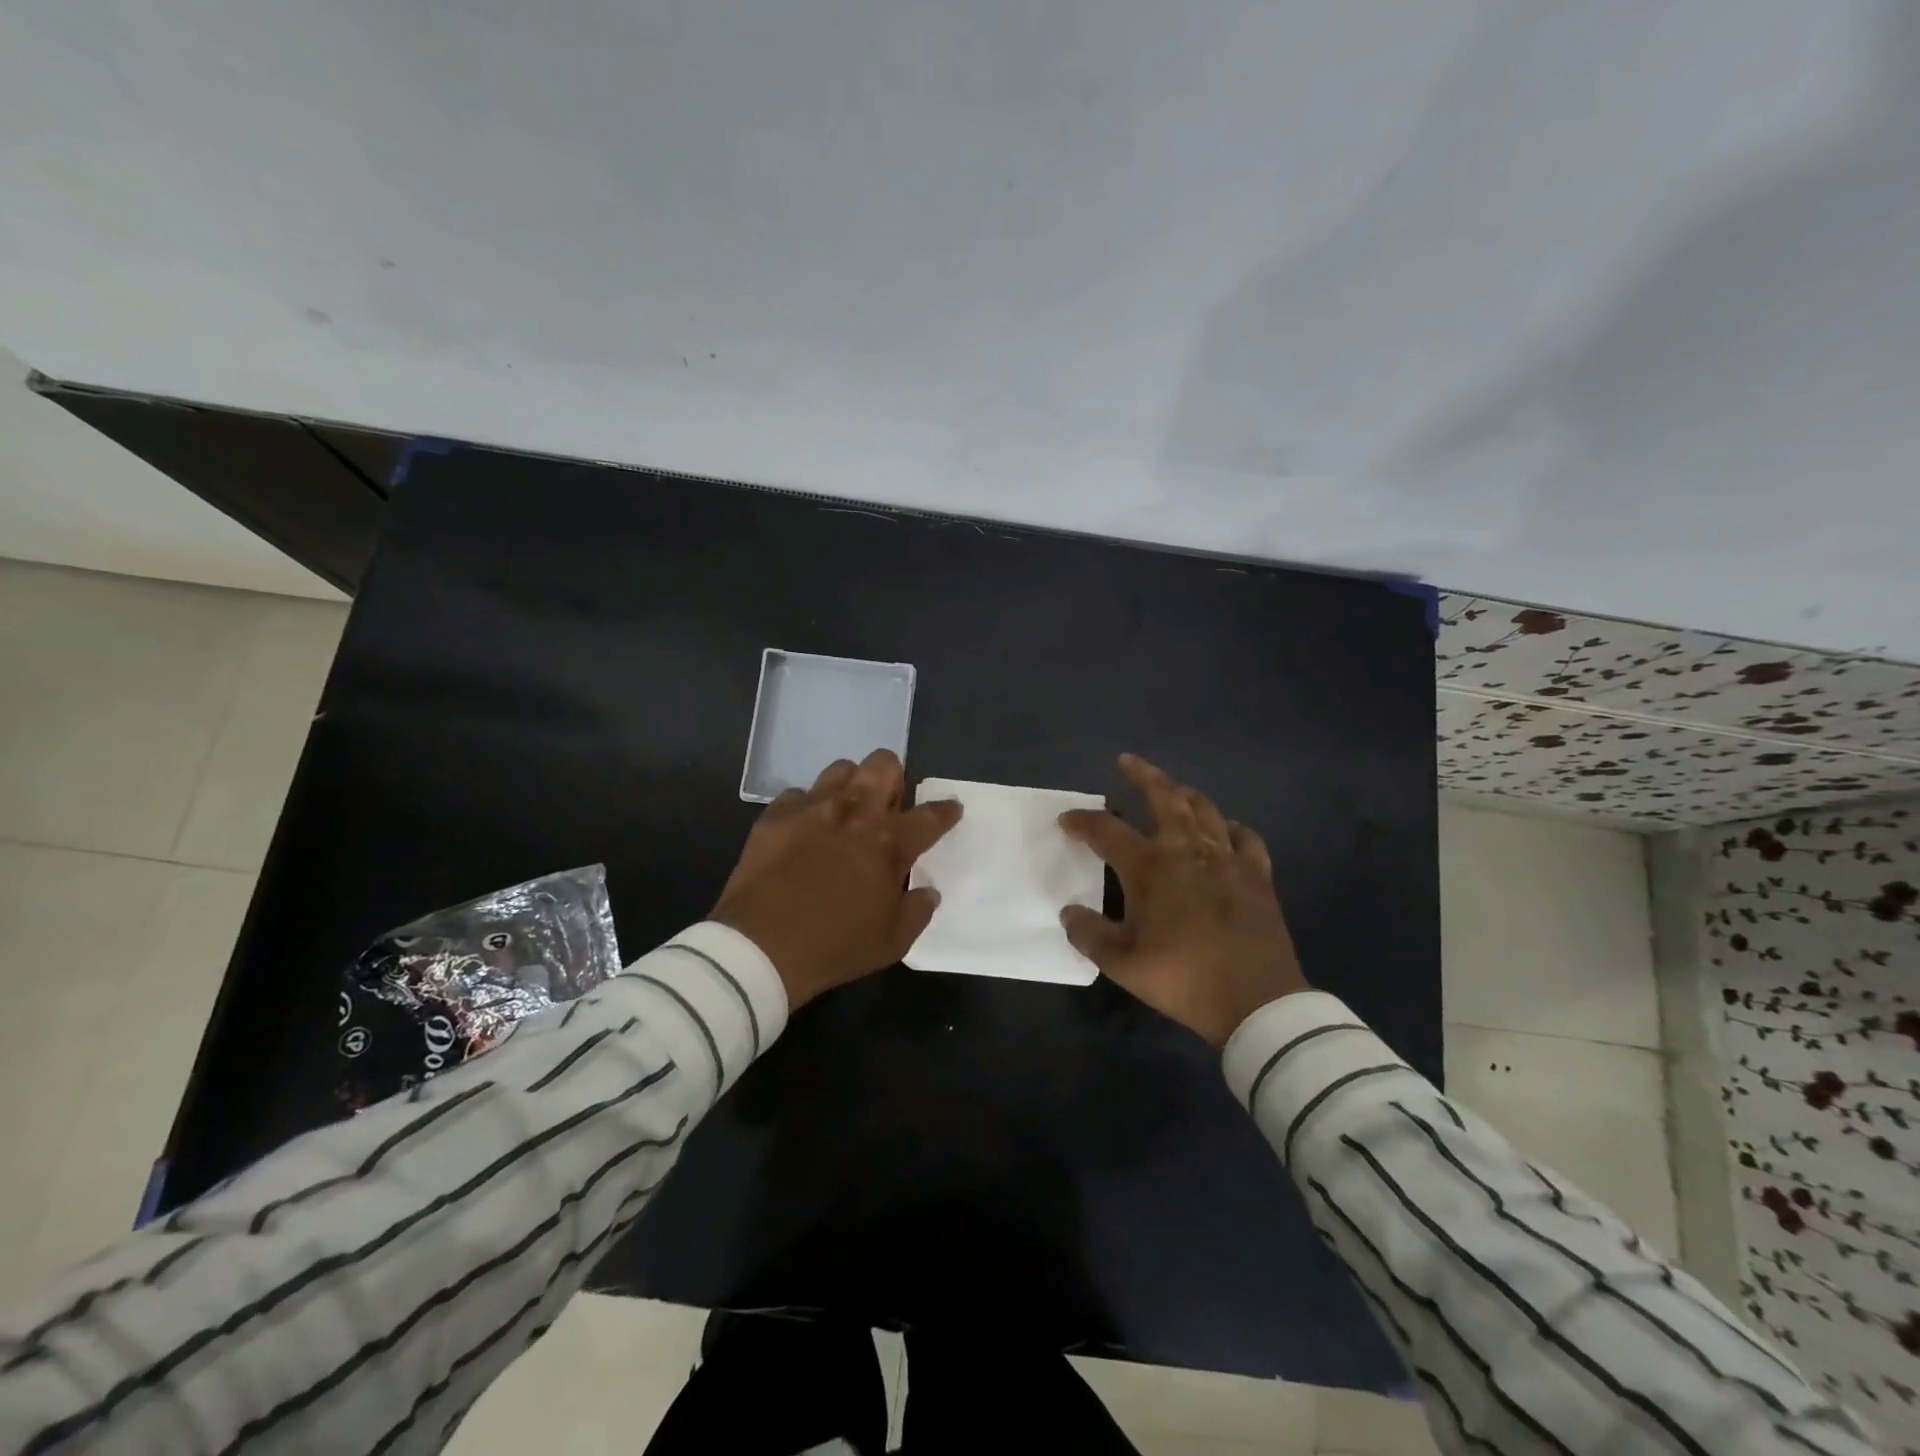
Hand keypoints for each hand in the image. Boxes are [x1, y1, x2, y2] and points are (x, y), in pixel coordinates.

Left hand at [712, 749, 962, 1008]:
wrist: (760, 948)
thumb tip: (927, 891)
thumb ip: (917, 910)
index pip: (931, 815)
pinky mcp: (775, 814)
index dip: (946, 810)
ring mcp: (812, 807)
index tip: (950, 808)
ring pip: (841, 768)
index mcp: (890, 843)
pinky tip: (803, 831)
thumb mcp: (892, 942)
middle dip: (893, 778)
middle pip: (884, 764)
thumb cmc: (835, 947)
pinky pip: (798, 794)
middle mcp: (855, 812)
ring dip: (850, 786)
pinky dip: (807, 808)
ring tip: (845, 812)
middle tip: (887, 806)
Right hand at [1059, 754, 1307, 1046]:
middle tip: (1128, 762)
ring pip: (1205, 809)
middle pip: (1164, 797)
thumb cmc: (1183, 978)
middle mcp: (1187, 850)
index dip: (1082, 822)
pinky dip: (1230, 827)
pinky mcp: (1256, 875)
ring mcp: (1227, 859)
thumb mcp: (1122, 964)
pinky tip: (1225, 830)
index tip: (1066, 821)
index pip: (1107, 831)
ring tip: (1173, 790)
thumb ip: (1089, 934)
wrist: (1256, 1002)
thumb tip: (1069, 912)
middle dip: (1143, 775)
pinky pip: (1245, 837)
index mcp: (1150, 867)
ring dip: (1184, 794)